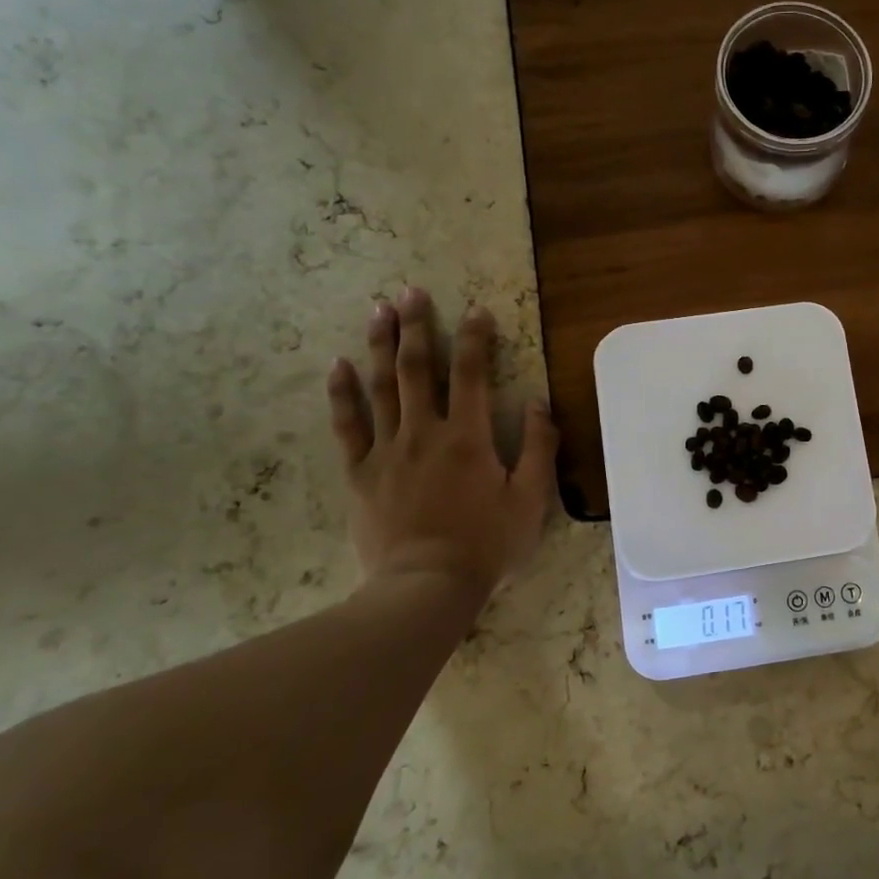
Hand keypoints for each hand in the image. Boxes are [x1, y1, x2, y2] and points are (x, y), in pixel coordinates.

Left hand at [325, 287, 557, 601]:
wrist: (426, 587)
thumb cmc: (487, 544)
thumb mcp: (531, 500)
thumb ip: (540, 448)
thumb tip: (540, 403)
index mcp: (469, 437)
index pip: (472, 374)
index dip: (475, 338)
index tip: (477, 310)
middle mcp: (425, 432)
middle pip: (417, 369)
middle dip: (416, 327)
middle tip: (410, 292)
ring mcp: (387, 451)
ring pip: (380, 387)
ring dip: (380, 345)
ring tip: (379, 310)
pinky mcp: (361, 473)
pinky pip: (348, 426)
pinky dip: (342, 394)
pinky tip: (337, 365)